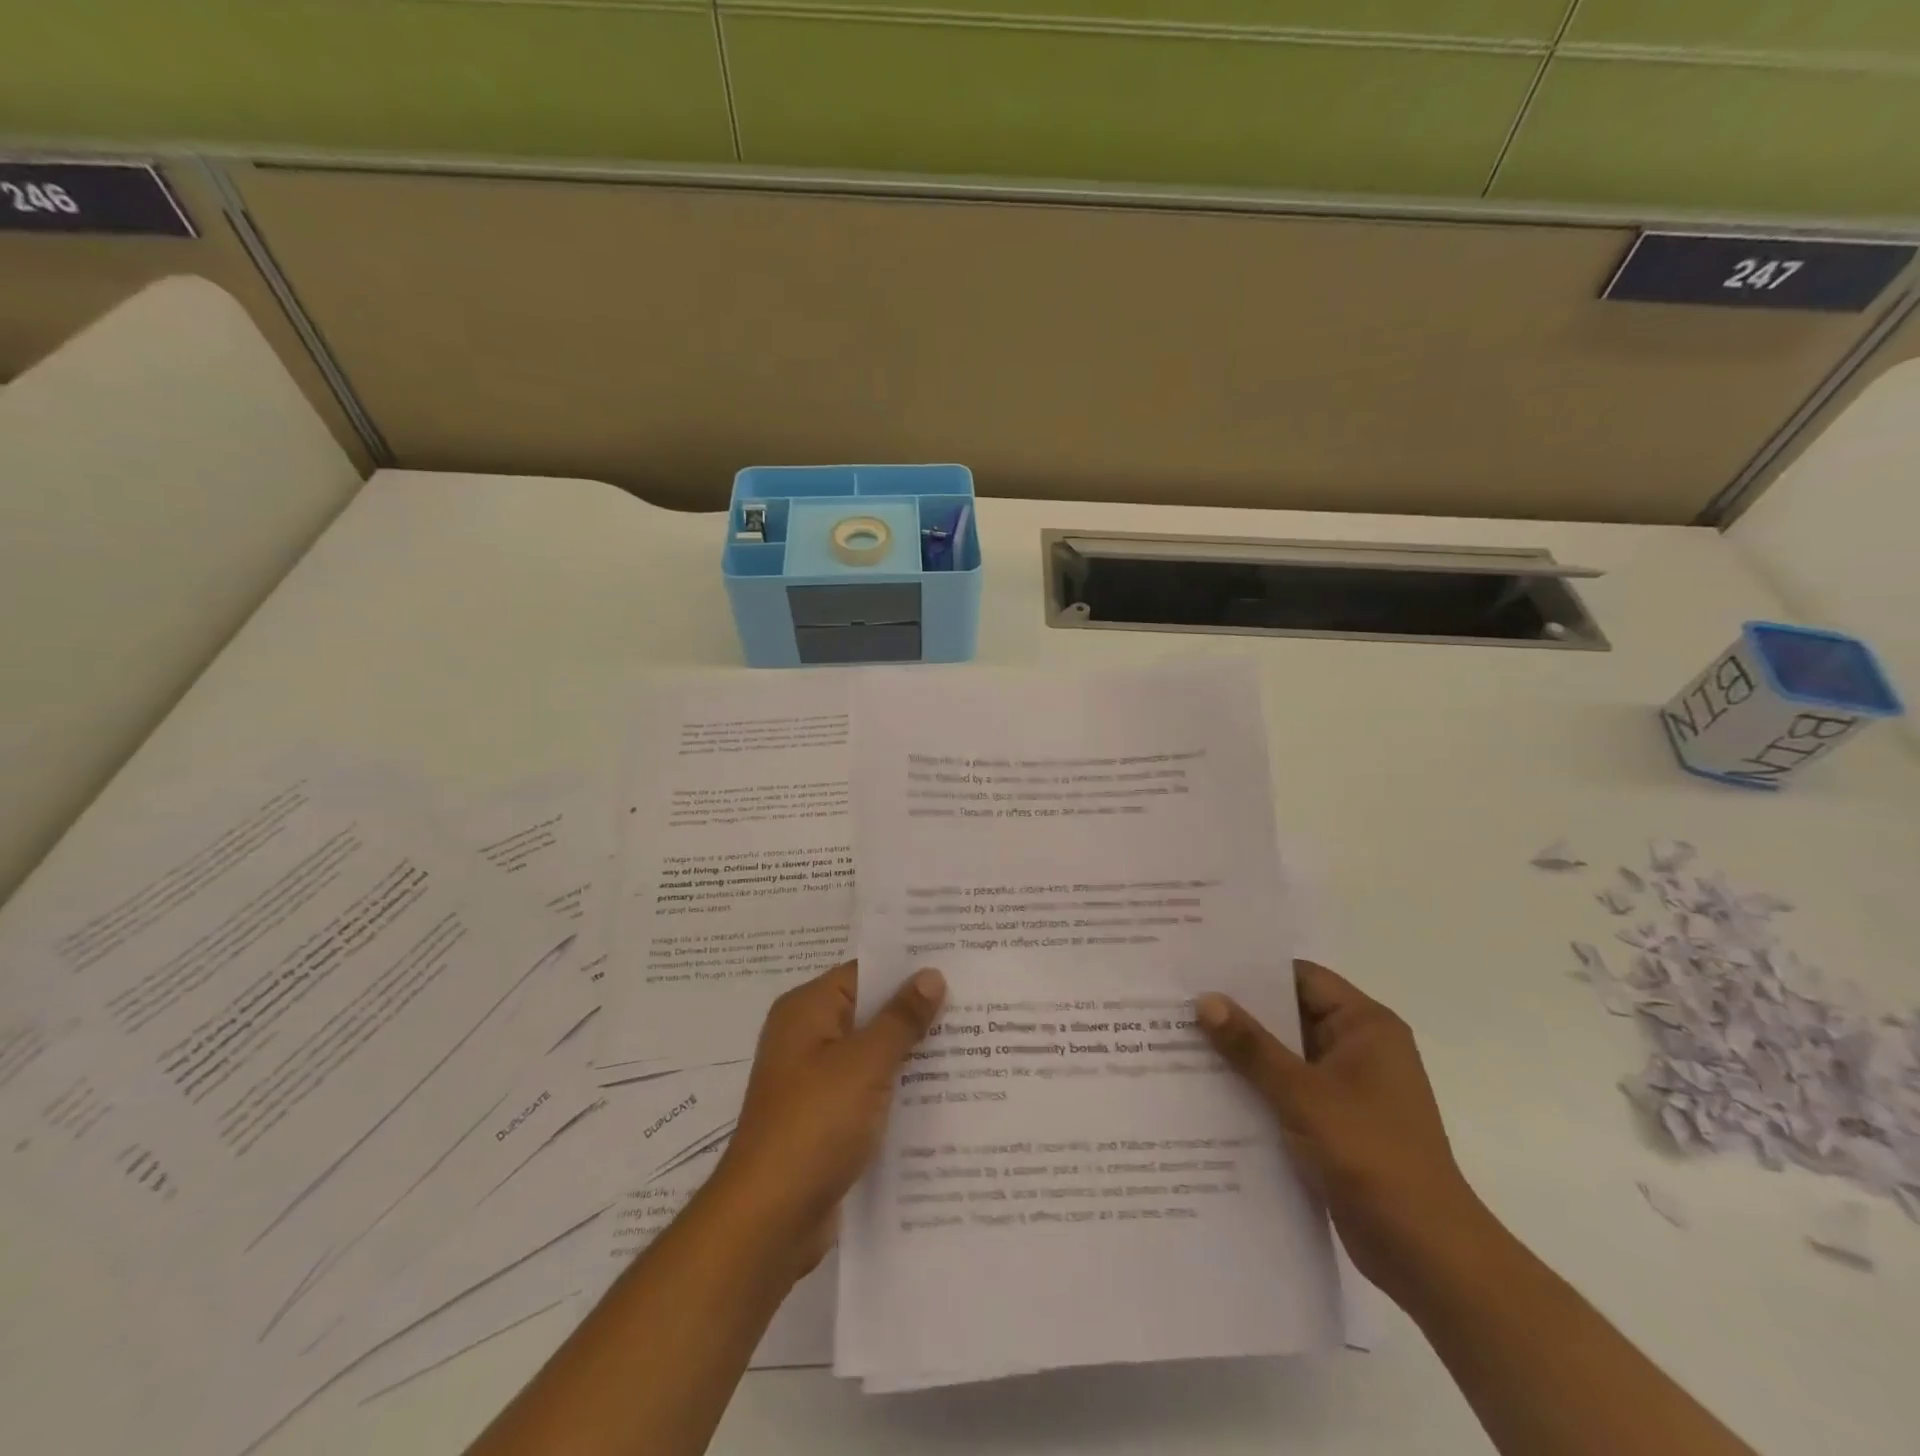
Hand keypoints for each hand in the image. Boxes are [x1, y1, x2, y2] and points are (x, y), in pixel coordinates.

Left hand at [712, 960, 945, 1274]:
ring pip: (875, 1055)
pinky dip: (900, 1092)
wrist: (769, 1221)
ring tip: (976, 1046)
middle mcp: (808, 1038)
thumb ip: (901, 1018)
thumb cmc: (814, 1124)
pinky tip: (947, 1097)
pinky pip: (871, 1093)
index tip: (957, 964)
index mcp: (808, 1010)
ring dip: (914, 1056)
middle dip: (918, 1013)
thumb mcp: (864, 1064)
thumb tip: (931, 974)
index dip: (909, 968)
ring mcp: (816, 1082)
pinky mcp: (827, 1121)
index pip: (865, 972)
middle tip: (979, 1004)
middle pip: (871, 1013)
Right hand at [1195, 961, 1491, 1305]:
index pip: (1301, 978)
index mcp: (1365, 1027)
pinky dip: (1255, 1090)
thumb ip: (1252, 1046)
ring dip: (1242, 1056)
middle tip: (1178, 1004)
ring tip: (1179, 1042)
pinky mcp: (1336, 1125)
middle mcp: (1359, 1049)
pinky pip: (1287, 1092)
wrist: (1427, 1255)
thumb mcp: (1303, 1094)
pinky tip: (1207, 1091)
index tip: (1201, 969)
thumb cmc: (1372, 1156)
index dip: (1252, 972)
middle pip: (1289, 1016)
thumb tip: (1205, 1000)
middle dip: (1238, 1015)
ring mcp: (1348, 1090)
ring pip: (1284, 1057)